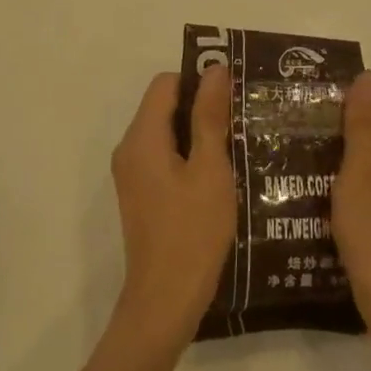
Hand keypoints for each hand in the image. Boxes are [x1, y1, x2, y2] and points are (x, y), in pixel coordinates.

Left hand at [110, 68, 236, 347]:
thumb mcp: (210, 170)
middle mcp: (129, 149)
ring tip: (237, 144)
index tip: (233, 96)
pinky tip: (219, 174)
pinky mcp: (140, 194)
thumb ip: (209, 117)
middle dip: (200, 107)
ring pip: (165, 133)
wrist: (165, 300)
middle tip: (241, 119)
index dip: (198, 81)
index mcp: (142, 137)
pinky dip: (188, 156)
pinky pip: (162, 157)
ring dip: (197, 133)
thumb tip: (213, 69)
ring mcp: (131, 174)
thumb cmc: (193, 232)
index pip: (165, 83)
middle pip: (162, 106)